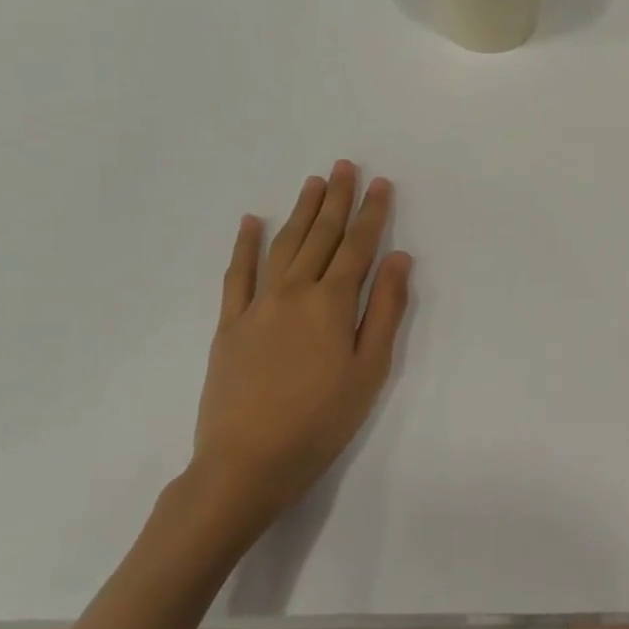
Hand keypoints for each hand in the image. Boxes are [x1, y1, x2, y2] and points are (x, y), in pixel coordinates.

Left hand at [188, 161, 411, 542]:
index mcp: (332, 303)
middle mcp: (294, 292)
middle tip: (345, 166)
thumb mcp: (370, 370)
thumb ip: (385, 310)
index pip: (358, 246)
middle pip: (321, 236)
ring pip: (284, 245)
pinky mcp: (229, 324)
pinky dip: (244, 244)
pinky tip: (251, 221)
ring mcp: (257, 305)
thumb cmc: (321, 420)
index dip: (372, 213)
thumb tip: (398, 259)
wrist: (247, 462)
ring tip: (314, 182)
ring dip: (301, 211)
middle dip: (337, 199)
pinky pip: (237, 274)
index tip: (381, 183)